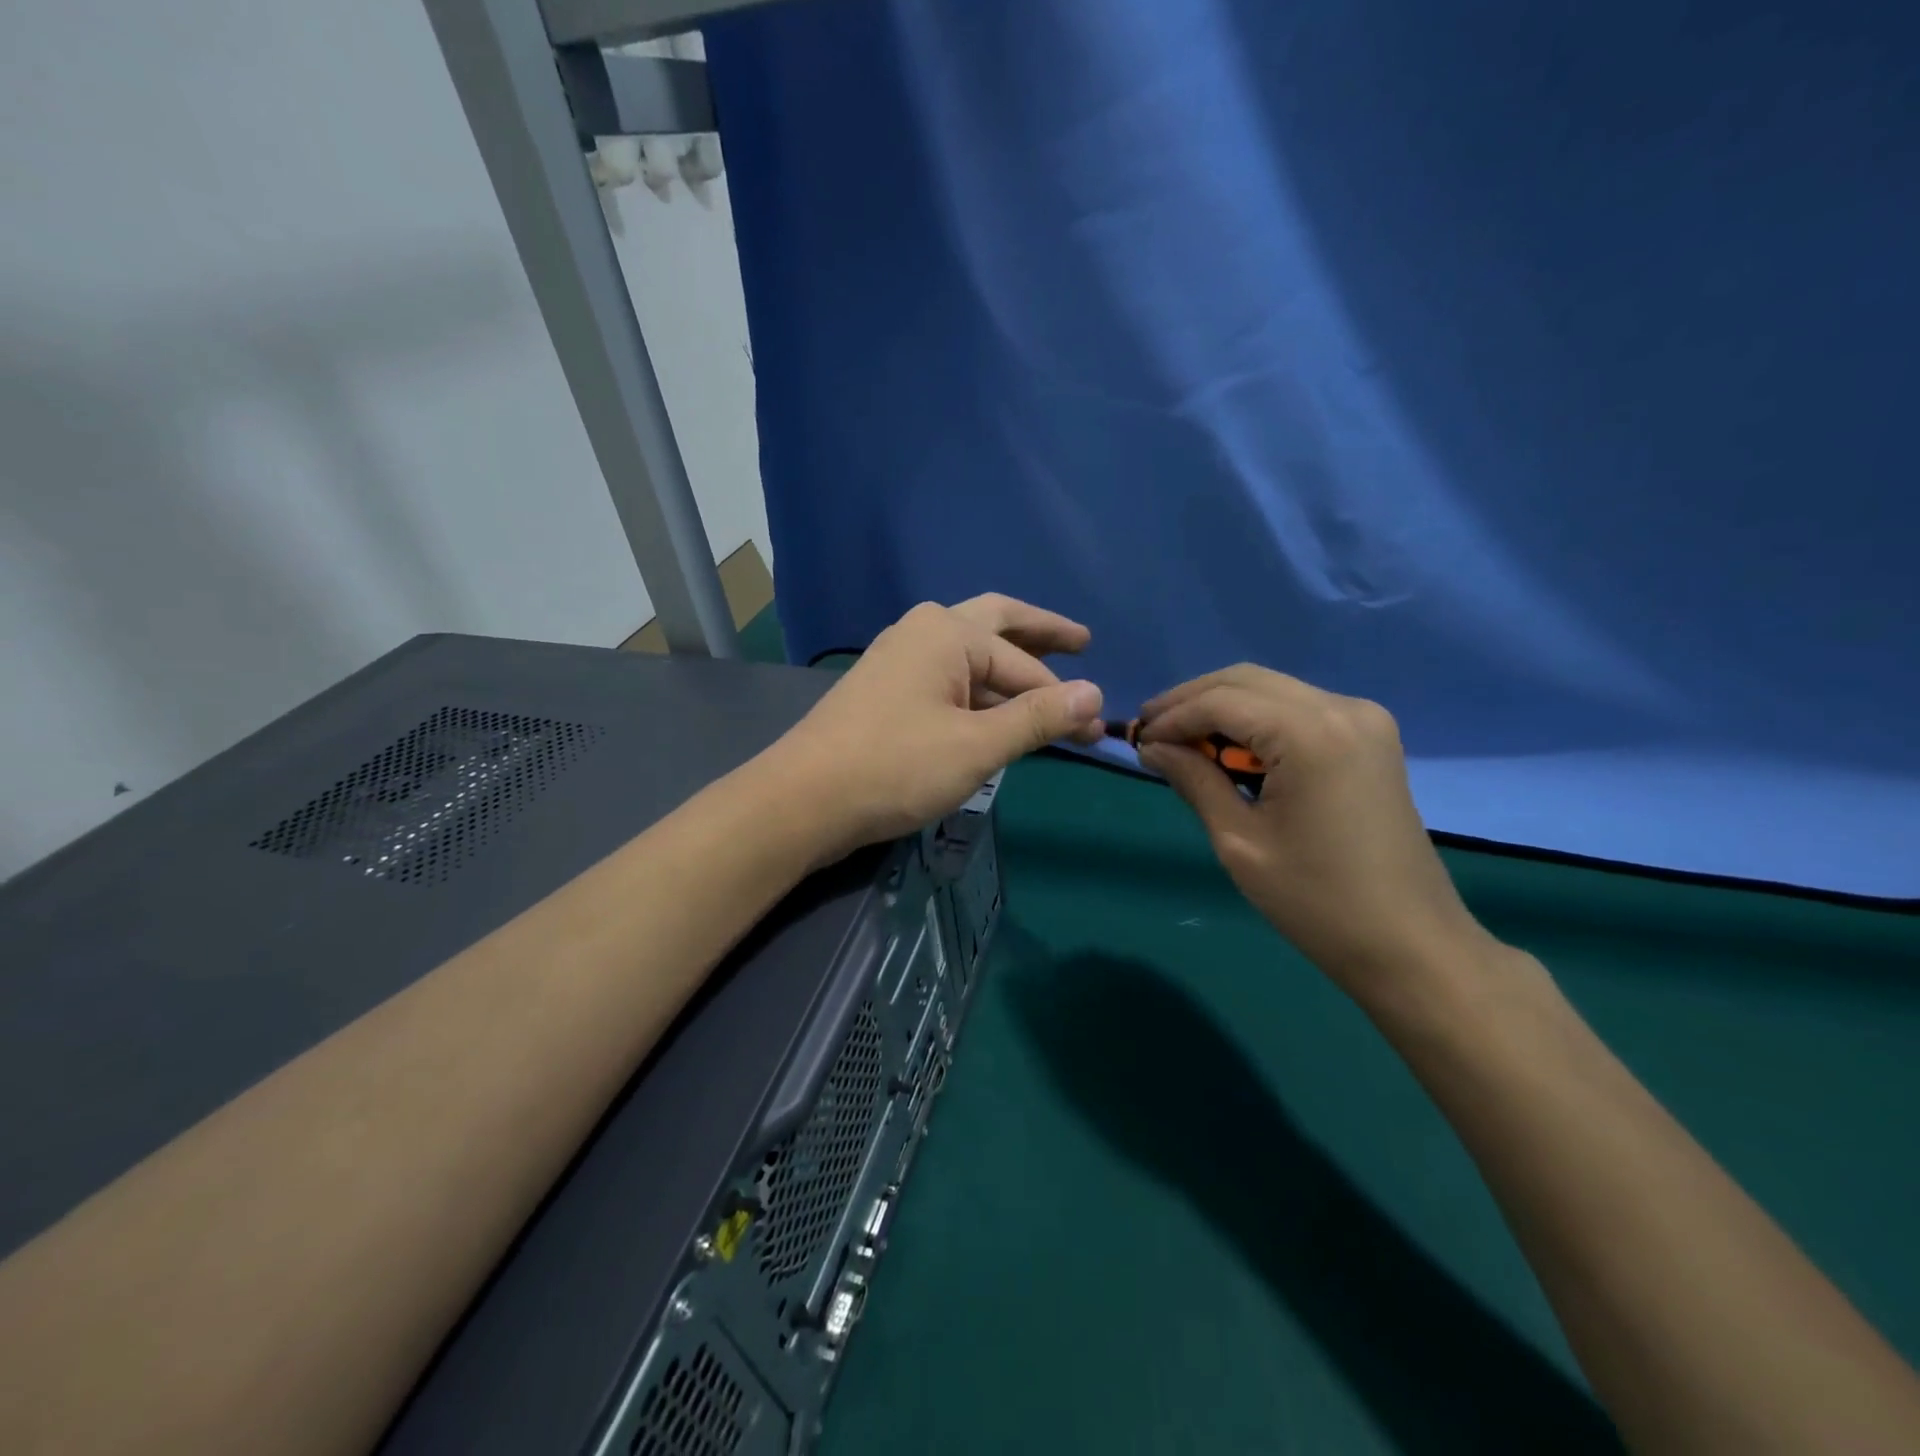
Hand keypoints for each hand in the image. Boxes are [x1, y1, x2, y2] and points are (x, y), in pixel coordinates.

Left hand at [769, 595, 1104, 859]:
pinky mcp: (886, 691)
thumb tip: (1095, 694)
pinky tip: (993, 714)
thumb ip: (1037, 717)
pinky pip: (947, 680)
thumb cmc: (895, 767)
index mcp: (947, 632)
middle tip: (1082, 642)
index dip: (1064, 697)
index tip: (1096, 730)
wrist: (803, 800)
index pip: (1024, 664)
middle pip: (996, 624)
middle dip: (1040, 636)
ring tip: (1046, 696)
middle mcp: (923, 632)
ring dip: (1008, 672)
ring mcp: (899, 660)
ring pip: (969, 656)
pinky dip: (978, 692)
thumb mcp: (977, 745)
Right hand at [1136, 666, 1492, 1001]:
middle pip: (1246, 680)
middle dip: (1191, 700)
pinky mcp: (1370, 737)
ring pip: (1272, 689)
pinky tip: (1230, 749)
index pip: (1221, 701)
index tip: (1136, 740)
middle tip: (1151, 731)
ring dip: (1222, 707)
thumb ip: (1194, 780)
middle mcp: (1342, 708)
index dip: (1172, 716)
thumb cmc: (1316, 901)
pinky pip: (1298, 708)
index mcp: (1310, 734)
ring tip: (1182, 741)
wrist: (1410, 944)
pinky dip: (1257, 719)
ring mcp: (1363, 719)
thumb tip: (1152, 746)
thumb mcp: (1239, 841)